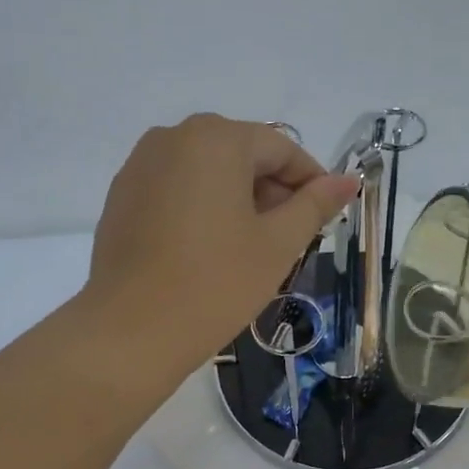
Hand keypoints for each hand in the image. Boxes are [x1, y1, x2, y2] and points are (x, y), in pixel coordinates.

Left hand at [83, 114, 360, 374]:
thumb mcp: (277, 244)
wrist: (131, 331)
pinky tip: (208, 248)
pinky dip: (201, 206)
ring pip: (207, 170)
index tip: (326, 215)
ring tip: (251, 246)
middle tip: (290, 237)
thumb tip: (347, 181)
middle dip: (272, 190)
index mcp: (216, 138)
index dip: (310, 180)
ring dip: (238, 198)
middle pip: (241, 154)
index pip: (280, 148)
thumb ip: (315, 204)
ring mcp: (140, 165)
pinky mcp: (121, 195)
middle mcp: (173, 137)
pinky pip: (176, 187)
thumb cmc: (216, 283)